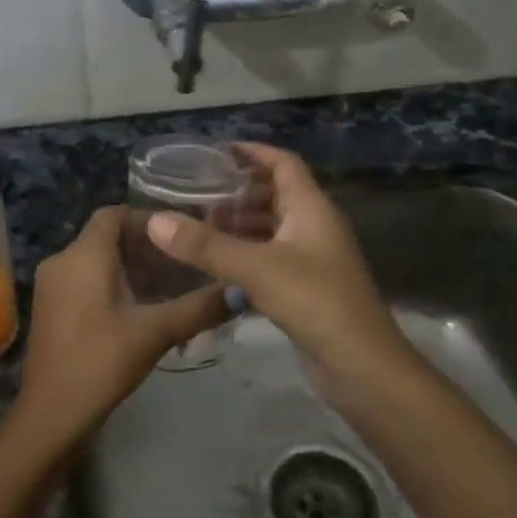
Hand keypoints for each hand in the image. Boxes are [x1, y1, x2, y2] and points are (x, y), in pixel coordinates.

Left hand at [7, 206, 227, 452]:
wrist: (52, 412)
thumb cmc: (102, 360)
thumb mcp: (156, 331)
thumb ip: (200, 307)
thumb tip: (242, 290)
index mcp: (83, 255)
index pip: (113, 213)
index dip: (147, 219)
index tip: (180, 235)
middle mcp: (61, 260)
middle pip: (105, 237)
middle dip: (144, 247)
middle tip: (182, 264)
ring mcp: (50, 285)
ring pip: (94, 261)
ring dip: (129, 268)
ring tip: (168, 287)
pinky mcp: (49, 308)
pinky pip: (82, 281)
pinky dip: (110, 284)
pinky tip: (138, 309)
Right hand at [145, 143, 416, 396]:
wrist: (361, 367)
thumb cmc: (316, 302)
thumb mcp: (257, 269)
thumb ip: (206, 246)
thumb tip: (155, 220)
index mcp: (311, 209)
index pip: (283, 163)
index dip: (253, 152)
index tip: (216, 151)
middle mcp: (313, 227)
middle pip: (274, 194)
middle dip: (237, 190)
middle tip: (195, 192)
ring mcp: (310, 259)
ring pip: (270, 228)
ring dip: (238, 224)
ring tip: (197, 225)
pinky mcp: (303, 288)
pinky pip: (268, 257)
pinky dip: (243, 253)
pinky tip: (214, 263)